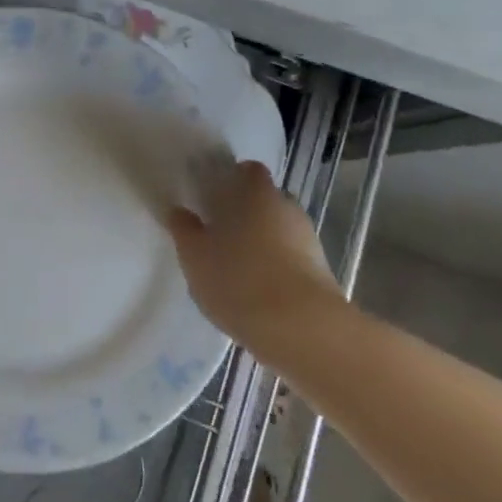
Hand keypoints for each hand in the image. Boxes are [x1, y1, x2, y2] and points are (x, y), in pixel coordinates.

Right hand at [168, 161, 342, 343]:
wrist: (302, 330)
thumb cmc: (238, 279)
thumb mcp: (195, 255)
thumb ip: (184, 230)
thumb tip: (179, 212)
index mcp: (257, 193)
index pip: (248, 170)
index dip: (232, 178)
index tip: (212, 195)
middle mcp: (287, 208)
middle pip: (265, 200)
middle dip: (245, 212)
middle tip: (218, 232)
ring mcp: (309, 241)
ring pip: (279, 231)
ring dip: (261, 242)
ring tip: (235, 267)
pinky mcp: (321, 273)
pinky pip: (291, 259)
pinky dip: (275, 267)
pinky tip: (256, 291)